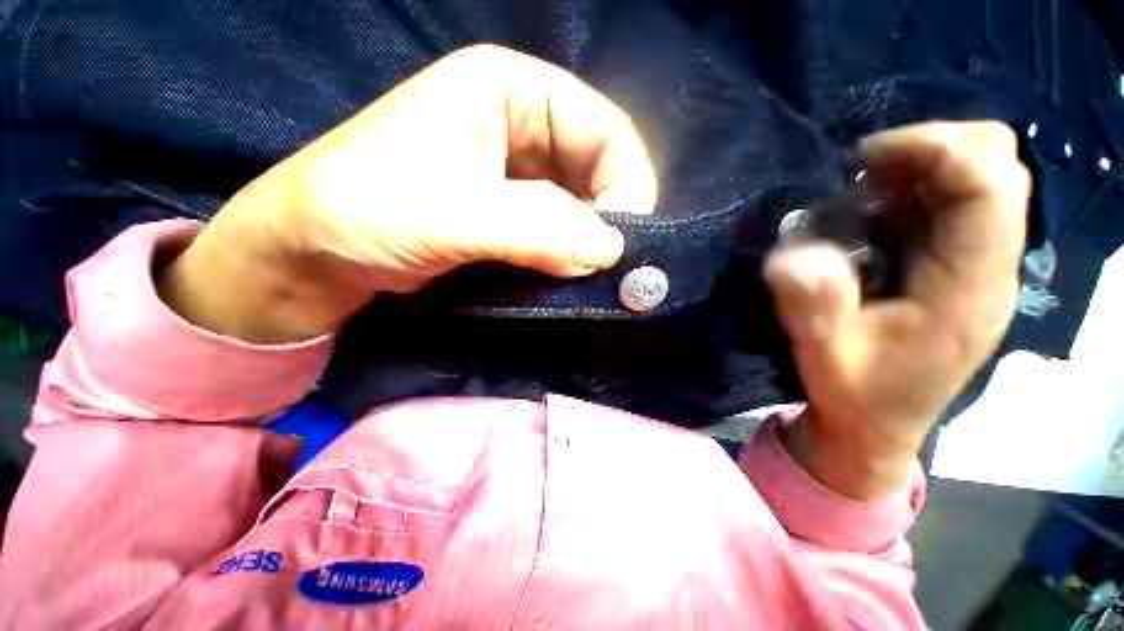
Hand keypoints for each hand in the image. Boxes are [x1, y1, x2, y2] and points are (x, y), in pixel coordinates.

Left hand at [160, 45, 657, 341]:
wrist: (313, 254)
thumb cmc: (362, 213)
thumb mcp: (448, 215)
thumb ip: (534, 229)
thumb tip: (608, 250)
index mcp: (509, 91)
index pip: (604, 128)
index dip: (625, 182)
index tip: (619, 240)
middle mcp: (522, 126)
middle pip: (599, 168)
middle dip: (609, 218)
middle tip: (603, 267)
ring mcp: (519, 176)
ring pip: (583, 205)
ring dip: (589, 242)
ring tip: (583, 276)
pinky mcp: (511, 216)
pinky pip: (560, 231)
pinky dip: (569, 255)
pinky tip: (562, 276)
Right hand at [765, 121, 1029, 498]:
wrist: (877, 429)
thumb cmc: (855, 397)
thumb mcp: (824, 357)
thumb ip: (814, 308)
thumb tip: (797, 254)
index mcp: (969, 290)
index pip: (989, 188)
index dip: (935, 150)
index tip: (863, 160)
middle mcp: (990, 269)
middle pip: (1000, 168)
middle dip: (934, 149)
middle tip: (865, 175)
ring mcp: (980, 267)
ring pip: (985, 178)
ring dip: (926, 167)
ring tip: (866, 192)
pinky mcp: (962, 269)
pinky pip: (960, 202)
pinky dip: (920, 189)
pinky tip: (875, 214)